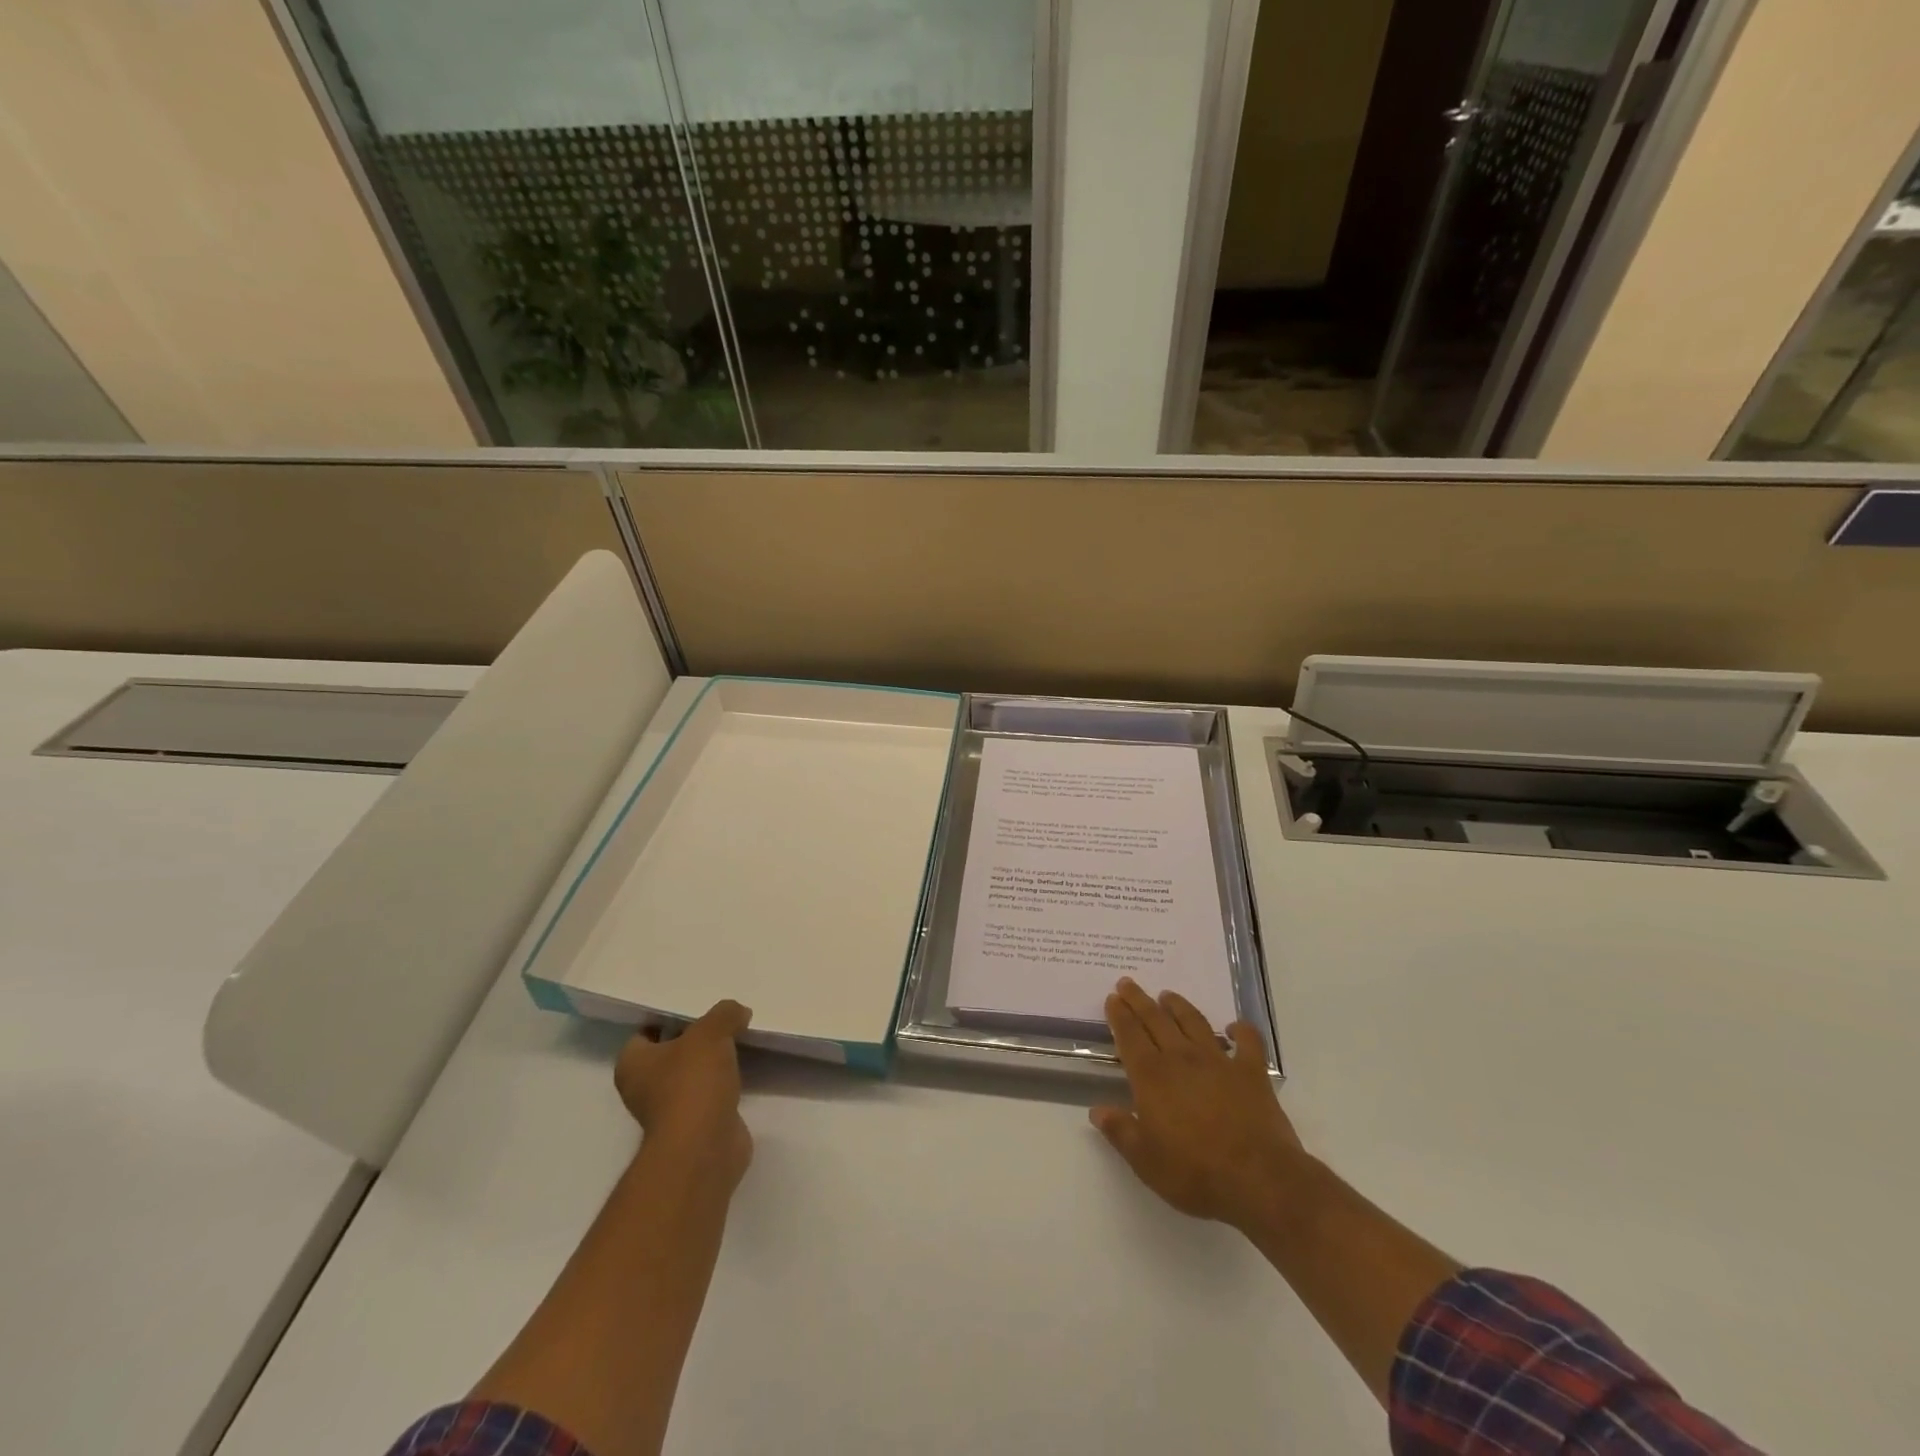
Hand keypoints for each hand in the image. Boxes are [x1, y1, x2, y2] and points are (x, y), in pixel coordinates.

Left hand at [614, 1000, 753, 1187]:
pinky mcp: (696, 1126)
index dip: (668, 1017)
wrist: (705, 1146)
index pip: (645, 1032)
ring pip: (691, 1075)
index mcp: (633, 1064)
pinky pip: (709, 1095)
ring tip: (738, 1039)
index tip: (696, 1007)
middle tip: (722, 1020)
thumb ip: (724, 1014)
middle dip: (694, 1039)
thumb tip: (738, 1012)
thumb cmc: (693, 1083)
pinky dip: (723, 1084)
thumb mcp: (711, 1032)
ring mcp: (670, 1110)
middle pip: (670, 1053)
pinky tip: (743, 1070)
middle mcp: (644, 1088)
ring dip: (711, 1063)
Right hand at [1090, 978, 1304, 1231]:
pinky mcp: (1252, 1073)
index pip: (1129, 1036)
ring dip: (1178, 1006)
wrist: (1258, 1180)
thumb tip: (1097, 1110)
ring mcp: (1219, 1062)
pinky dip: (1241, 1030)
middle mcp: (1182, 1059)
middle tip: (1128, 983)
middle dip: (1139, 1000)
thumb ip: (1120, 1131)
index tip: (1113, 998)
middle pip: (1156, 1020)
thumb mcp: (1145, 1160)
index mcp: (1152, 1077)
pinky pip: (1248, 1042)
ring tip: (1168, 995)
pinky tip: (1234, 1027)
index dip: (1119, 1015)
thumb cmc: (1195, 1173)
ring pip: (1194, 1022)